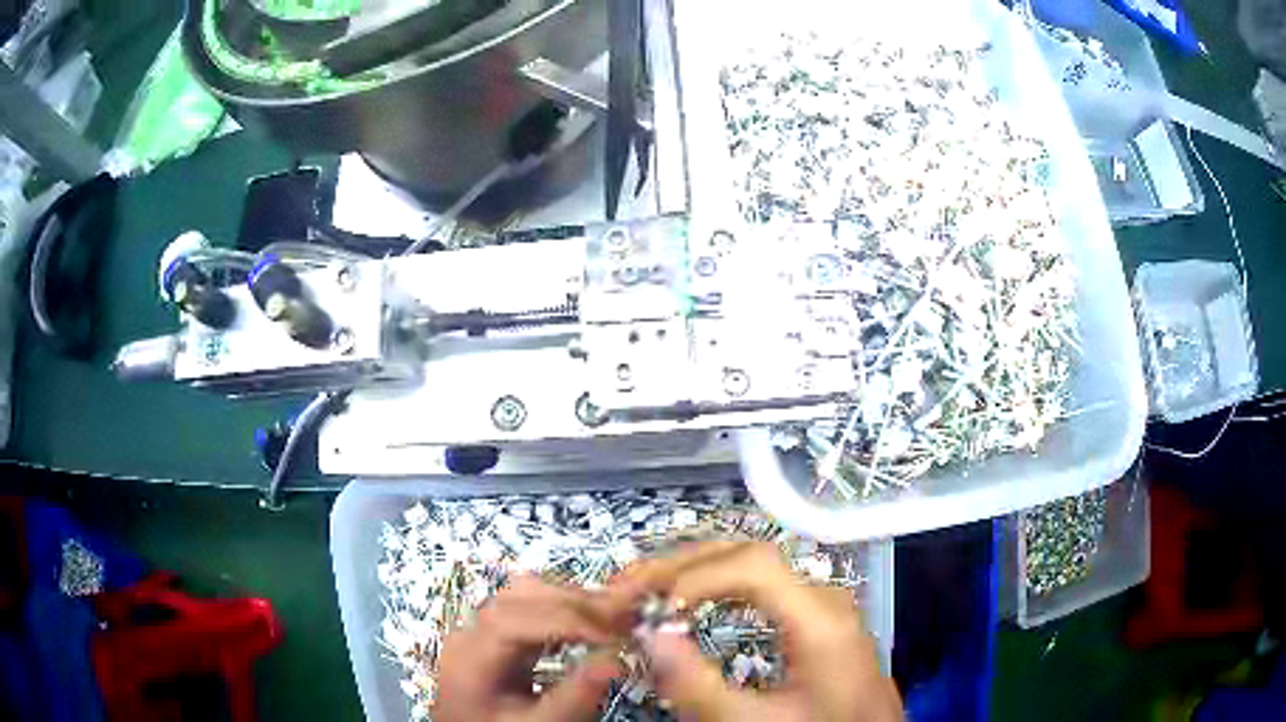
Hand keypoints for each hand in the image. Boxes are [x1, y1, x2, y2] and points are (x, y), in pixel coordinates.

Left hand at [434, 576, 621, 721]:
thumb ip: (575, 697)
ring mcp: (480, 627)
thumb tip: (619, 659)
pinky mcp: (494, 632)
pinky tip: (591, 623)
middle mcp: (469, 632)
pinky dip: (564, 607)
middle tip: (629, 618)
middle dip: (578, 604)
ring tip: (616, 618)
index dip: (569, 622)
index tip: (618, 639)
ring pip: (526, 592)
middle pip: (520, 596)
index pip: (515, 621)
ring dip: (574, 600)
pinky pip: (529, 605)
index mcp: (471, 657)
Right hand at [611, 541, 902, 721]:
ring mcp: (821, 604)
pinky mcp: (815, 619)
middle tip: (625, 586)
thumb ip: (699, 687)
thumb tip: (648, 636)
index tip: (651, 608)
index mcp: (821, 617)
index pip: (754, 564)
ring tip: (643, 588)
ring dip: (693, 571)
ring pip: (751, 566)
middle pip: (748, 554)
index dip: (695, 575)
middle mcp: (823, 597)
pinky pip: (759, 587)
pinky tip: (688, 602)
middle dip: (681, 564)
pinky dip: (714, 587)